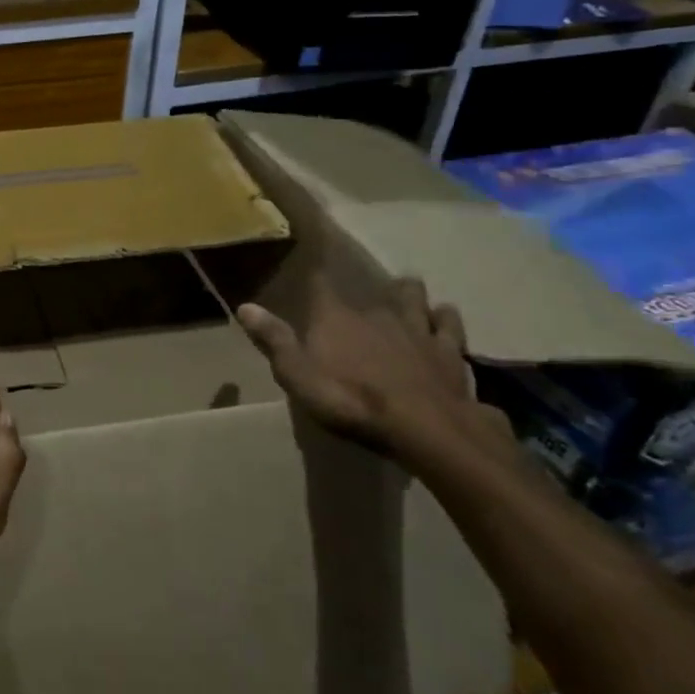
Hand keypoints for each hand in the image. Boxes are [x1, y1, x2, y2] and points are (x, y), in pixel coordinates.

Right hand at [238, 274, 514, 467]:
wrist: (426, 429)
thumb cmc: (352, 402)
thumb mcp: (298, 377)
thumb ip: (274, 341)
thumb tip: (244, 306)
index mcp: (336, 318)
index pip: (321, 285)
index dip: (316, 273)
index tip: (313, 264)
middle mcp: (376, 313)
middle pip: (372, 291)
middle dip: (366, 289)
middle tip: (363, 290)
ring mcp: (418, 330)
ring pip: (415, 299)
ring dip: (410, 294)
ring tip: (408, 291)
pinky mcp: (450, 352)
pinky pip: (449, 325)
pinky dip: (445, 319)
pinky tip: (445, 316)